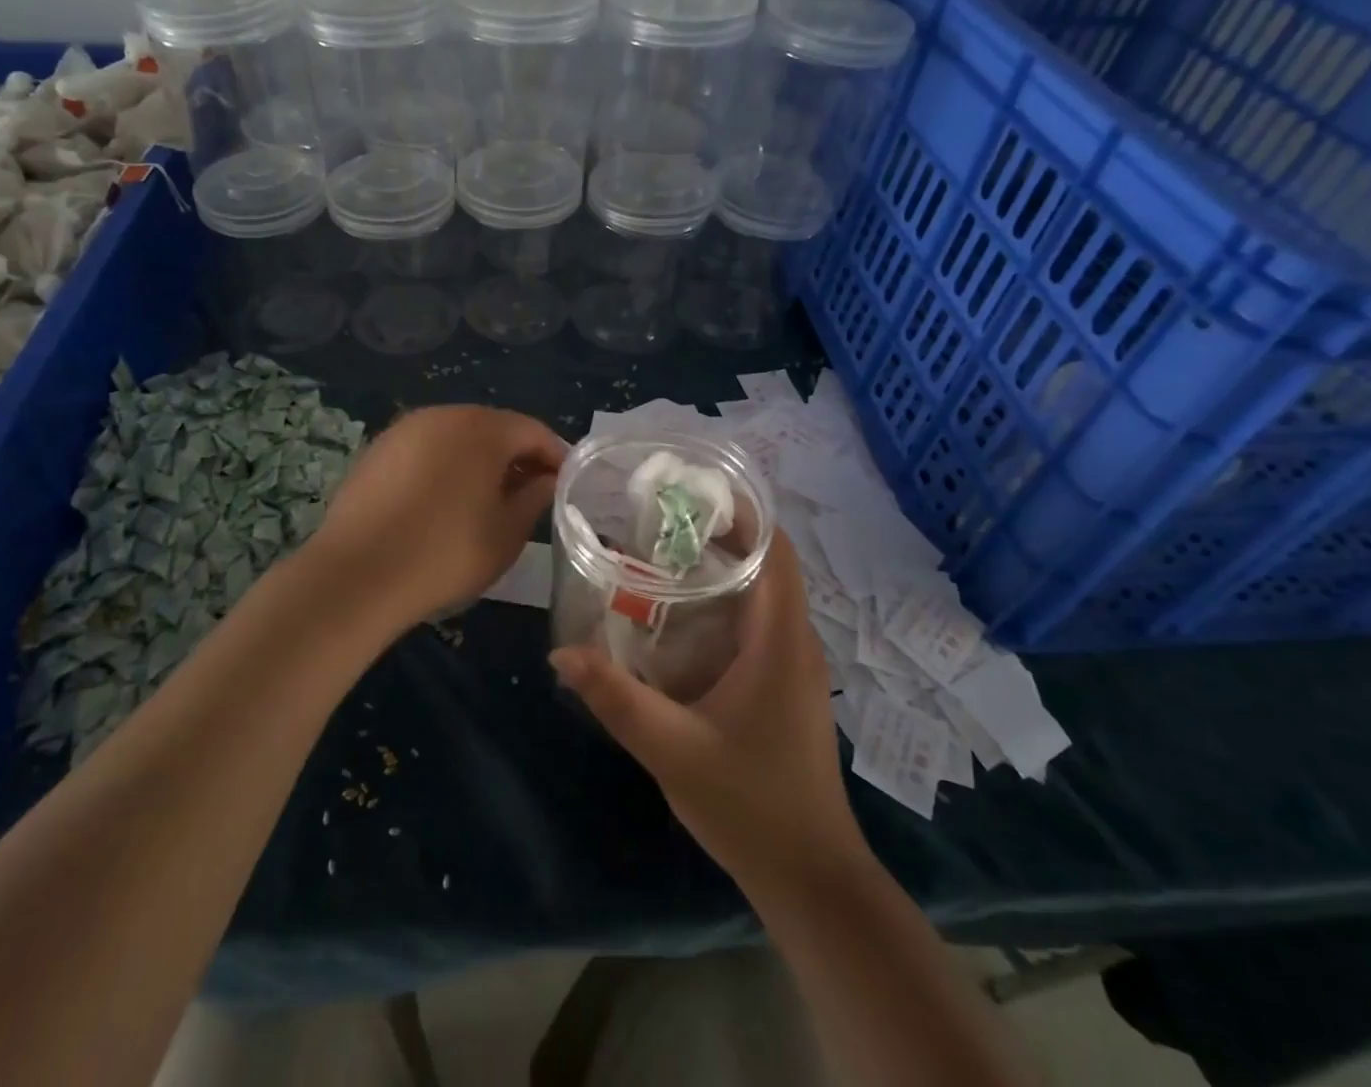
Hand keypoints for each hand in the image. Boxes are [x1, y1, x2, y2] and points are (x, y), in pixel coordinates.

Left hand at [306, 406, 565, 635]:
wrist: (358, 574)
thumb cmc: (446, 552)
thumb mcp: (506, 533)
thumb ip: (534, 498)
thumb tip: (546, 480)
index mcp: (482, 428)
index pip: (532, 431)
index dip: (554, 455)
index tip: (565, 483)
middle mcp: (443, 416)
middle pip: (493, 427)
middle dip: (516, 455)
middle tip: (530, 491)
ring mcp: (405, 430)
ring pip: (456, 437)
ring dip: (479, 459)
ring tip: (488, 498)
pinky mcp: (377, 450)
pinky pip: (425, 449)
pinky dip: (444, 466)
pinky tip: (443, 500)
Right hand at [550, 530, 864, 890]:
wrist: (810, 878)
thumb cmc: (750, 804)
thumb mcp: (672, 749)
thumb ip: (615, 698)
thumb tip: (560, 652)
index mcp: (780, 641)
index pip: (776, 552)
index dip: (744, 513)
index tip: (692, 493)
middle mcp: (794, 643)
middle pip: (766, 565)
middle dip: (718, 535)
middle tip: (658, 522)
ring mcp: (793, 667)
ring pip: (761, 596)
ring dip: (720, 570)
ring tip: (659, 556)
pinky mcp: (783, 688)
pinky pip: (756, 625)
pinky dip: (722, 605)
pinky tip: (677, 619)